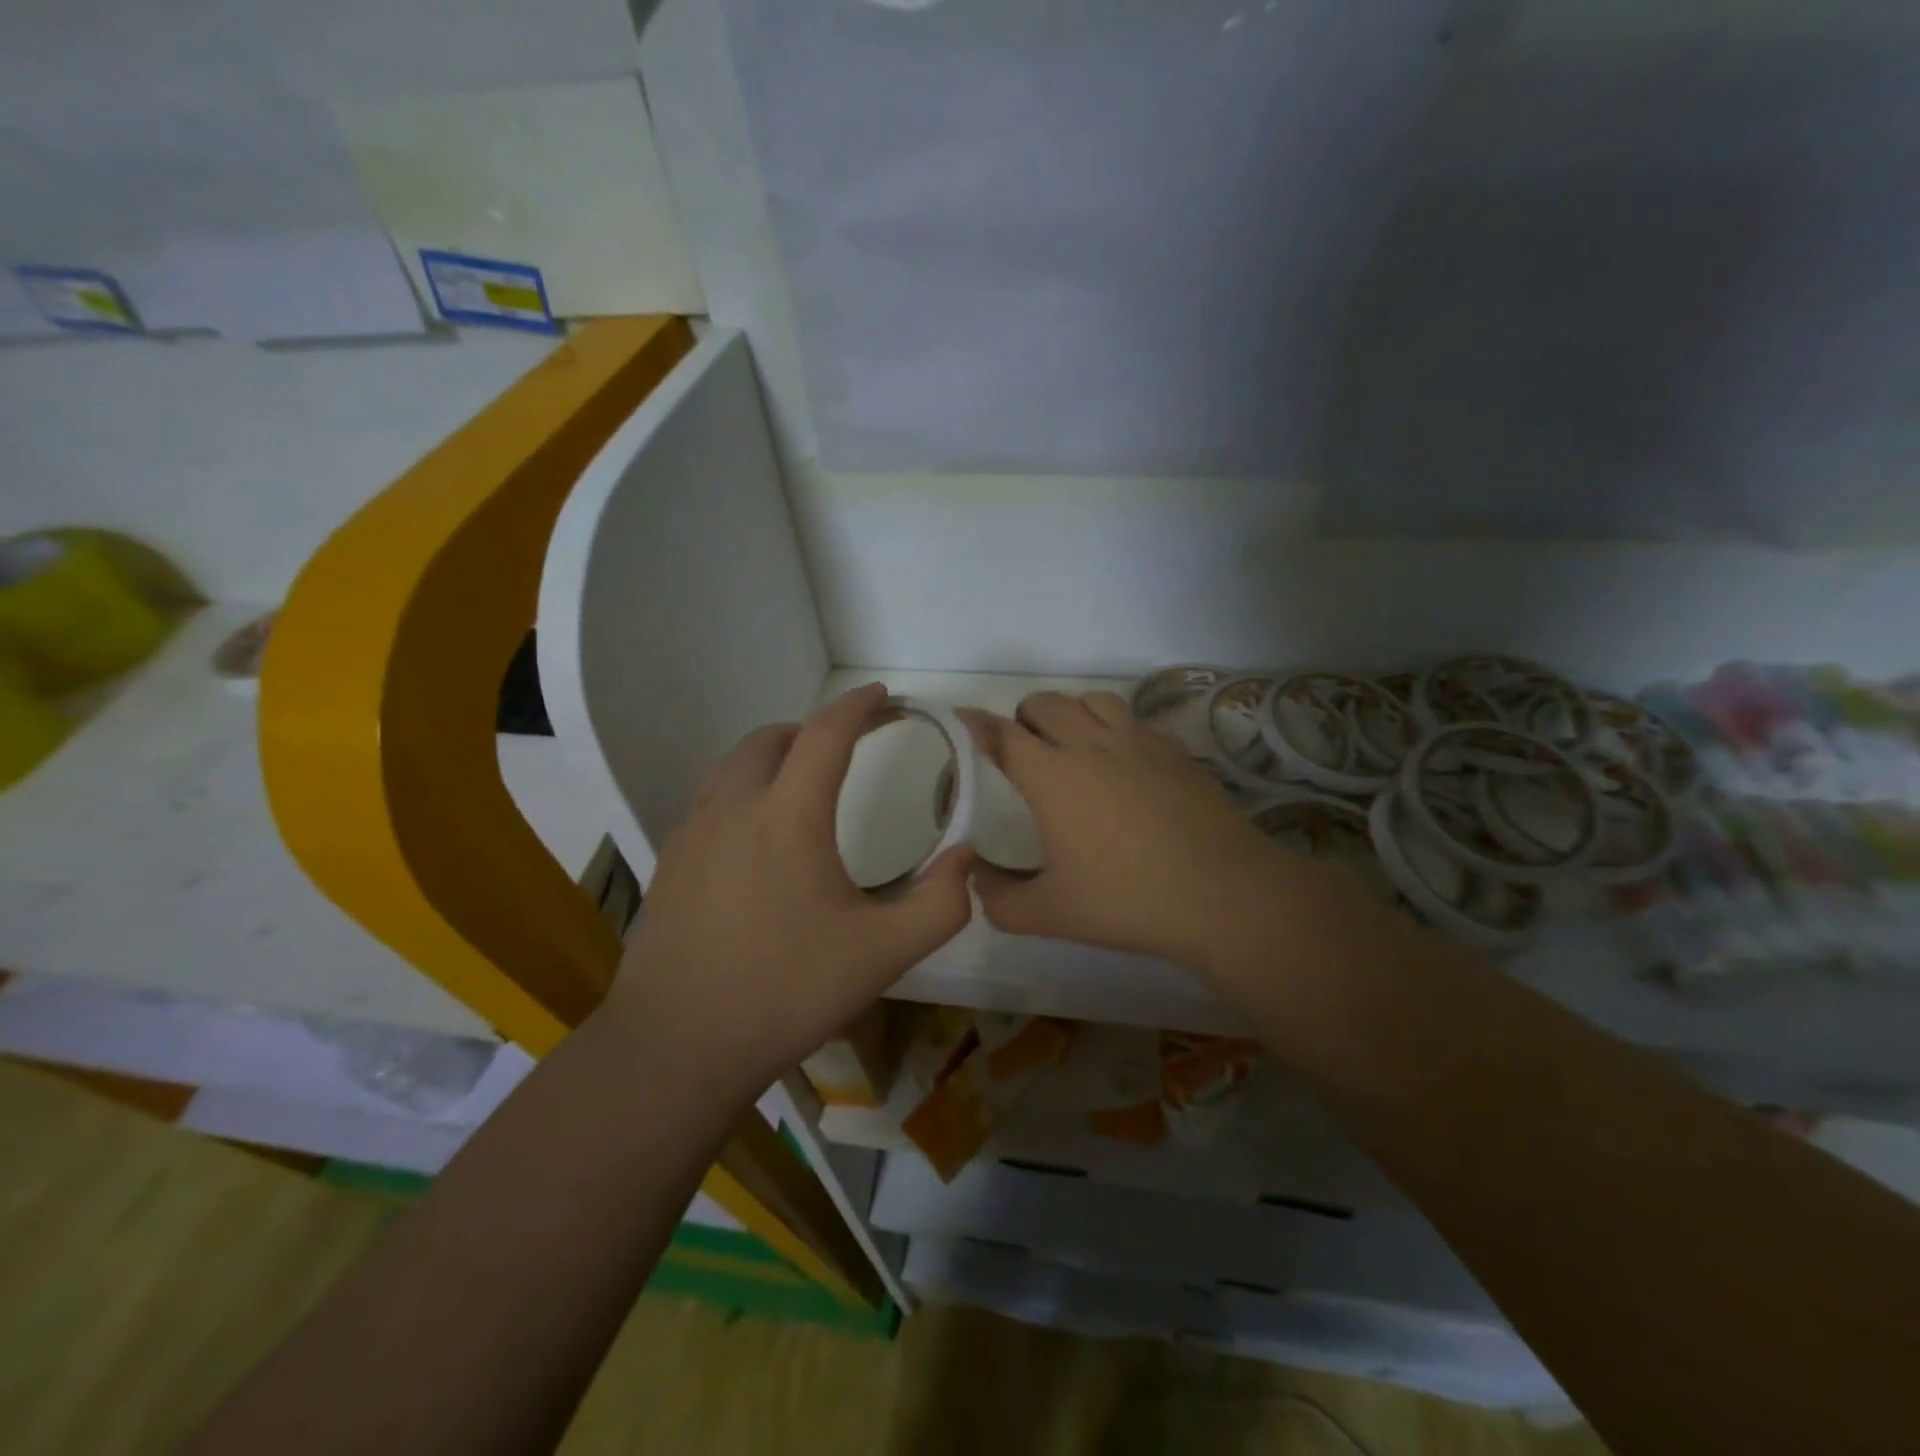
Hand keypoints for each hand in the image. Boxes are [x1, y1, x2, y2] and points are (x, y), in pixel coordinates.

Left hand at [604, 684, 973, 1095]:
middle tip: (849, 746)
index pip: (827, 733)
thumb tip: (964, 859)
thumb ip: (941, 904)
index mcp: (788, 814)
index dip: (859, 707)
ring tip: (804, 781)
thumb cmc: (786, 991)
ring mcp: (692, 833)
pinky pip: (712, 800)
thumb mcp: (884, 954)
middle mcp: (734, 807)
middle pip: (773, 738)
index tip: (884, 697)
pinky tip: (759, 837)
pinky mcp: (669, 863)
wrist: (677, 1046)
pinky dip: (744, 790)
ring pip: (734, 765)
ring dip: (775, 756)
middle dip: (815, 728)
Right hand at [964, 691, 1306, 975]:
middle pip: (1046, 704)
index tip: (963, 721)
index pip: (1002, 734)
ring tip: (1072, 744)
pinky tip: (1124, 762)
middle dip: (1024, 717)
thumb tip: (977, 881)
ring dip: (1071, 713)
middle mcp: (1091, 744)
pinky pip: (1134, 720)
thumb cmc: (1126, 900)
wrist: (1221, 894)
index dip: (976, 725)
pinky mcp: (1175, 750)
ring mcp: (1138, 742)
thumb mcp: (1049, 915)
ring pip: (1093, 700)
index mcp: (1052, 776)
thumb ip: (999, 900)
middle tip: (1022, 749)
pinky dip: (1115, 728)